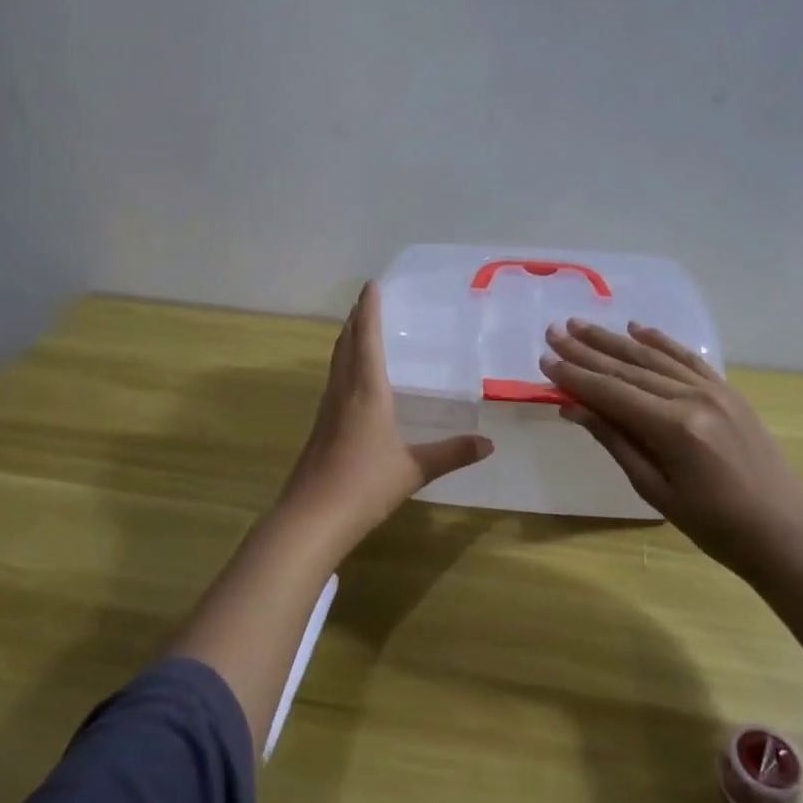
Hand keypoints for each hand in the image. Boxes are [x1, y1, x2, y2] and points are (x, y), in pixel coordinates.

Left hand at [276, 283, 492, 537]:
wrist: (313, 516)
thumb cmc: (365, 485)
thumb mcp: (415, 470)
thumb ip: (451, 453)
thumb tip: (488, 443)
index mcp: (367, 391)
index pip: (367, 339)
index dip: (369, 310)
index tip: (372, 285)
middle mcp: (343, 391)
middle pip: (346, 344)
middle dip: (356, 319)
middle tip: (366, 301)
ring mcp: (327, 409)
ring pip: (336, 362)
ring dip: (347, 340)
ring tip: (358, 329)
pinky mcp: (319, 427)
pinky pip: (333, 382)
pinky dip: (343, 365)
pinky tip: (350, 380)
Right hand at [540, 318, 802, 575]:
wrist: (786, 533)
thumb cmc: (715, 526)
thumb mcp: (656, 491)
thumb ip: (615, 442)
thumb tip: (574, 409)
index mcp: (673, 428)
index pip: (610, 392)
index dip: (574, 376)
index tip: (544, 360)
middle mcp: (693, 398)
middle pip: (628, 368)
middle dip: (586, 350)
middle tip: (553, 333)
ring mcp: (714, 390)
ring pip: (653, 357)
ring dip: (614, 339)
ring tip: (581, 325)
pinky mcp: (728, 392)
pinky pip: (687, 359)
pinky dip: (660, 342)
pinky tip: (637, 328)